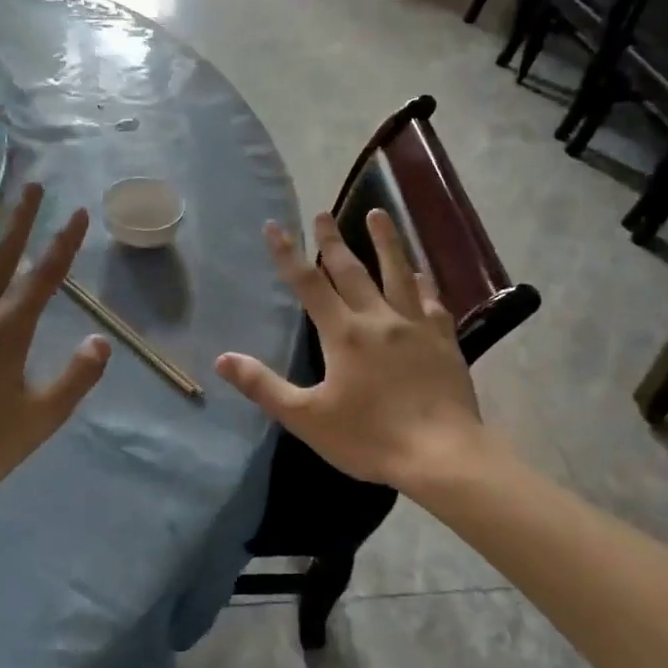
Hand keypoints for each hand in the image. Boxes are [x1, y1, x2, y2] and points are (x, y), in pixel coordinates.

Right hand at [215, 209, 483, 491]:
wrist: (442, 454)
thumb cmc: (369, 438)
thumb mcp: (307, 418)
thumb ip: (264, 386)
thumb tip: (223, 359)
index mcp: (343, 334)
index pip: (308, 284)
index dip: (288, 254)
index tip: (274, 226)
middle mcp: (378, 319)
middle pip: (351, 271)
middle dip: (333, 241)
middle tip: (323, 213)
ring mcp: (415, 326)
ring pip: (398, 273)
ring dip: (386, 241)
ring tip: (378, 213)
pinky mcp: (444, 340)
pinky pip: (432, 301)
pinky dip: (423, 282)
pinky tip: (420, 274)